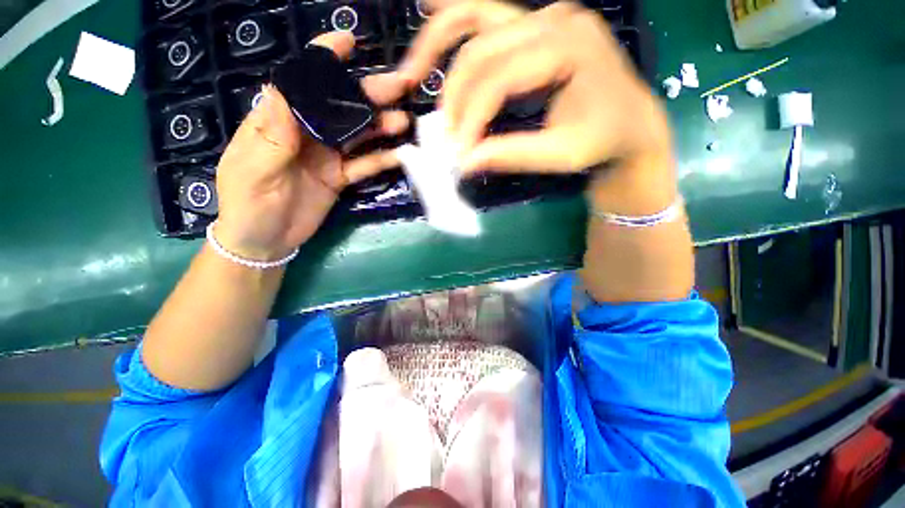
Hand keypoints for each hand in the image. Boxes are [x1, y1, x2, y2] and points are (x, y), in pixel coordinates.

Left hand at [214, 32, 408, 260]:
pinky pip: (364, 165)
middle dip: (369, 93)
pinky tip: (401, 155)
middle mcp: (307, 133)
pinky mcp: (340, 177)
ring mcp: (327, 155)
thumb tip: (284, 90)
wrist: (264, 240)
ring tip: (405, 122)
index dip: (324, 60)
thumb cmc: (247, 205)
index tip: (349, 41)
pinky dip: (382, 160)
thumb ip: (272, 135)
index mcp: (278, 121)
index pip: (301, 82)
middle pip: (340, 107)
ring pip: (358, 134)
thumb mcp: (252, 170)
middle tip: (401, 85)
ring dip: (381, 126)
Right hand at [398, 1, 671, 174]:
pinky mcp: (536, 27)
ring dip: (437, 46)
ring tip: (412, 74)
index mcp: (568, 45)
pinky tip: (426, 7)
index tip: (459, 155)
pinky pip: (487, 14)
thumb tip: (465, 163)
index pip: (499, 78)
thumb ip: (513, 154)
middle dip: (454, 96)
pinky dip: (454, 18)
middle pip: (481, 49)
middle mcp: (554, 19)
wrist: (631, 125)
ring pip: (475, 19)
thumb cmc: (605, 140)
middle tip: (444, 136)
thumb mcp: (564, 154)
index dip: (471, 118)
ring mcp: (545, 17)